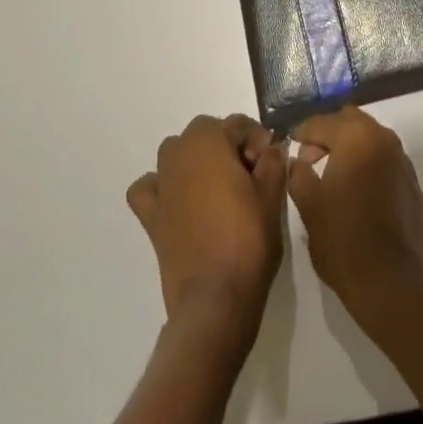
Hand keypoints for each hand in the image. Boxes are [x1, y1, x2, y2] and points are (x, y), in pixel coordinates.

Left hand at [127, 114, 285, 348]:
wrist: (215, 300)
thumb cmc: (248, 240)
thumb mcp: (271, 196)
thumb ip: (273, 162)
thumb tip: (271, 149)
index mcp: (209, 141)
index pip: (237, 124)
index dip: (258, 140)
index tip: (270, 163)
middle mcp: (179, 153)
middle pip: (206, 133)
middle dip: (227, 146)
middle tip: (249, 176)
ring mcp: (161, 184)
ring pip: (176, 153)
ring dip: (195, 160)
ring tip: (218, 188)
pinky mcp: (150, 216)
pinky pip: (149, 188)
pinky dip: (160, 187)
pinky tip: (178, 202)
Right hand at [287, 106, 422, 333]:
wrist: (393, 283)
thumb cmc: (344, 241)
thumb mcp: (309, 207)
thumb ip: (298, 174)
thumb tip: (297, 160)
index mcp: (355, 137)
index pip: (321, 122)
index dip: (302, 132)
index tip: (289, 144)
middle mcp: (382, 138)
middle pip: (349, 120)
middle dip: (328, 133)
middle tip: (310, 158)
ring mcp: (401, 159)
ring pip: (369, 137)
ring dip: (349, 146)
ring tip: (332, 175)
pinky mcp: (412, 181)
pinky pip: (384, 158)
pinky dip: (367, 163)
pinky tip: (357, 191)